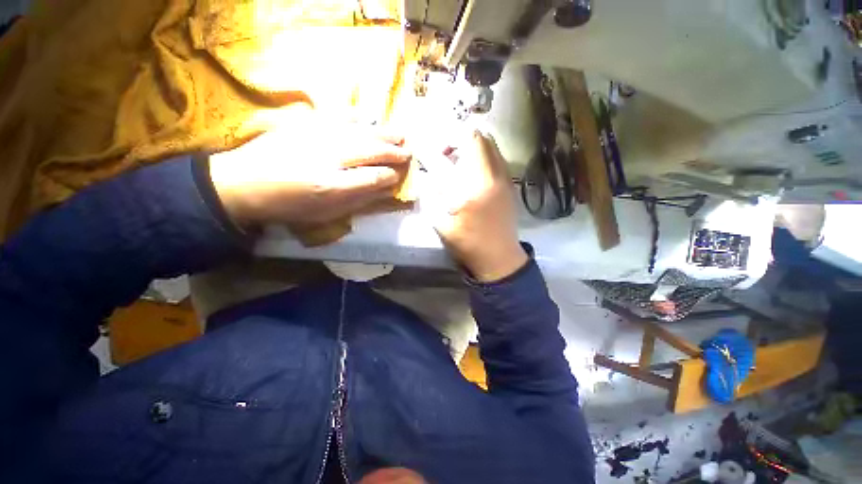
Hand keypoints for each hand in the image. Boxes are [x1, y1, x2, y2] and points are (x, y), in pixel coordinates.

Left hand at [209, 111, 411, 227]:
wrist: (242, 182)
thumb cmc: (289, 205)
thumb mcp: (326, 212)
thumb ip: (359, 200)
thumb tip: (385, 190)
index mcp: (334, 186)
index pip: (375, 177)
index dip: (392, 175)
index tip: (401, 175)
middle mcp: (330, 158)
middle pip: (372, 150)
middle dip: (394, 151)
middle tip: (410, 151)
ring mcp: (318, 136)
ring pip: (360, 132)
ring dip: (383, 133)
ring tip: (400, 134)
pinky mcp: (306, 123)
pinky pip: (339, 117)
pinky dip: (357, 117)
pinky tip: (368, 117)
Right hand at [429, 131, 527, 281]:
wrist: (500, 257)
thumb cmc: (468, 244)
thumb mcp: (442, 225)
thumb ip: (433, 197)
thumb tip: (428, 176)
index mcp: (471, 190)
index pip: (453, 154)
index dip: (437, 146)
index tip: (428, 150)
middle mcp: (491, 177)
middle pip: (478, 138)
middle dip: (457, 138)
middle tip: (444, 153)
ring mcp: (504, 179)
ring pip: (490, 144)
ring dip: (471, 144)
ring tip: (457, 159)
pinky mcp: (510, 183)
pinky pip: (497, 156)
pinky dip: (482, 154)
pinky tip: (472, 170)